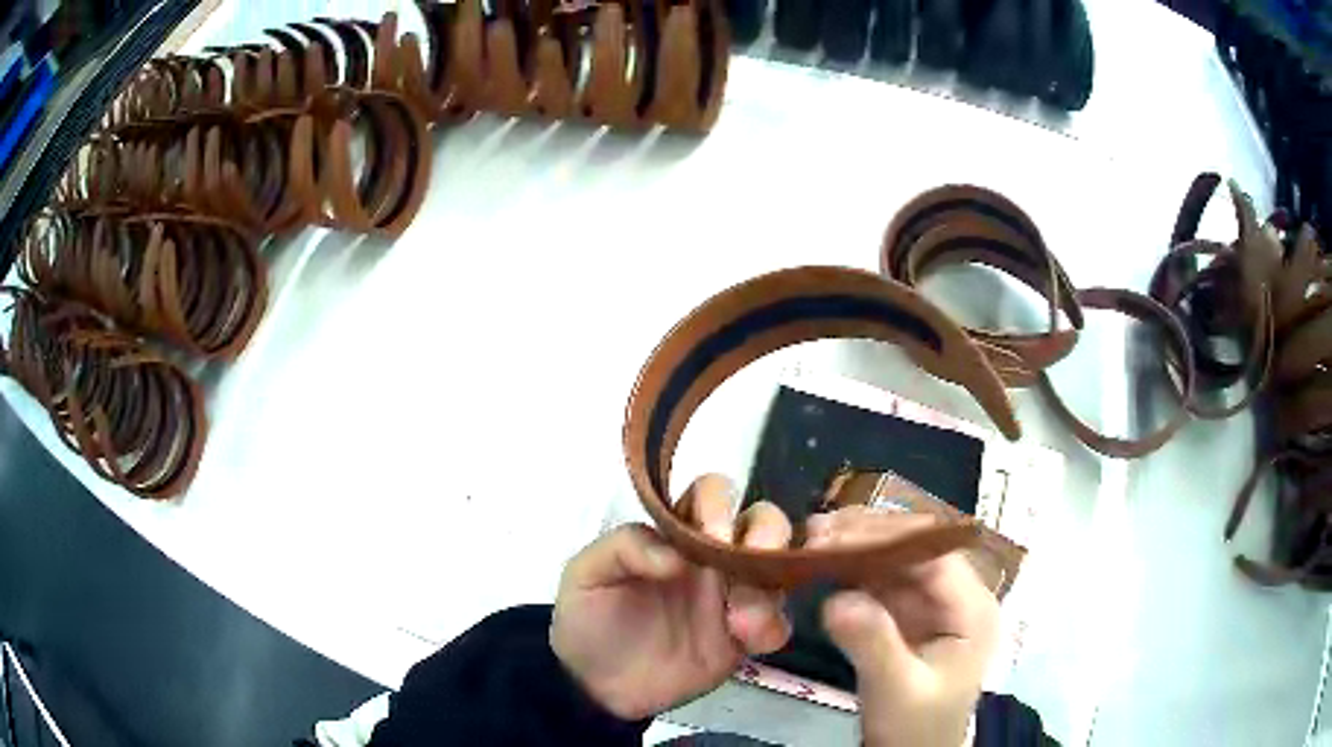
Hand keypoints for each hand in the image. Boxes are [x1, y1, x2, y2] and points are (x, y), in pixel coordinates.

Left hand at [550, 475, 793, 719]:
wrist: (597, 687)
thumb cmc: (589, 620)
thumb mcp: (586, 576)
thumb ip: (622, 548)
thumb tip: (675, 555)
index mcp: (676, 534)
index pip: (712, 495)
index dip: (720, 504)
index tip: (715, 535)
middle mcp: (714, 558)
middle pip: (761, 523)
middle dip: (769, 532)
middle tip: (757, 557)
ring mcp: (735, 597)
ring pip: (779, 569)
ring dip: (774, 586)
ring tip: (743, 621)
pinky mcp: (744, 639)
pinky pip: (778, 623)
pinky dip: (775, 627)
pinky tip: (755, 641)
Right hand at [810, 507, 999, 746]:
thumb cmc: (915, 728)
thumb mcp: (896, 690)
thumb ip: (872, 643)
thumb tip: (834, 598)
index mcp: (973, 609)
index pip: (936, 554)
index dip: (888, 536)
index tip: (835, 534)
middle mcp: (958, 596)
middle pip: (917, 549)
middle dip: (868, 536)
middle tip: (815, 532)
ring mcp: (933, 605)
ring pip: (897, 561)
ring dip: (857, 548)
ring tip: (812, 541)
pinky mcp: (909, 617)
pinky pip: (882, 583)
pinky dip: (853, 572)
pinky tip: (824, 566)